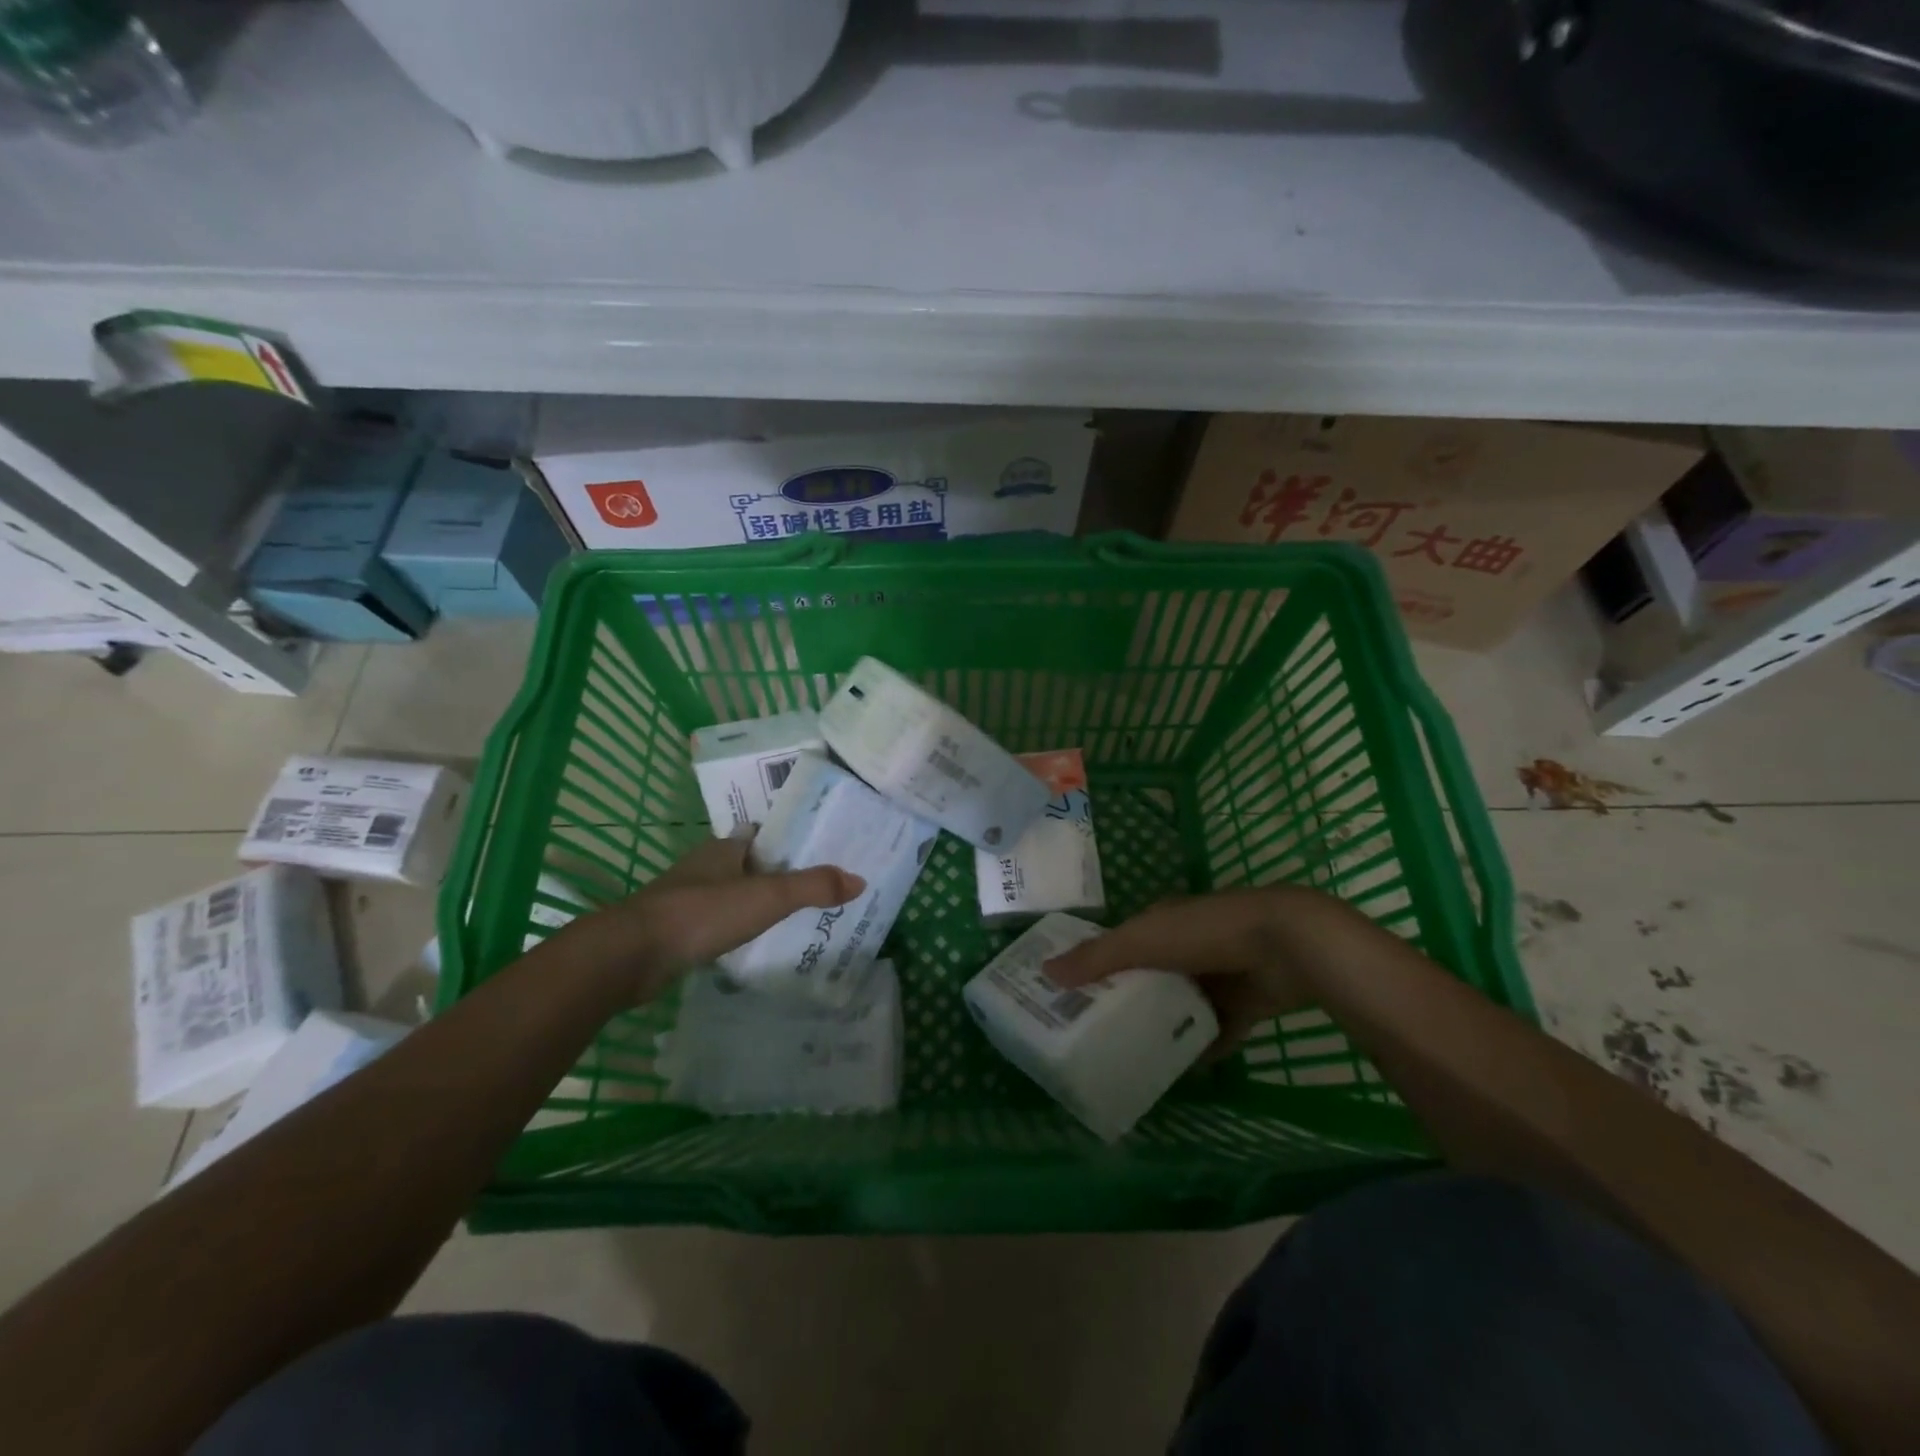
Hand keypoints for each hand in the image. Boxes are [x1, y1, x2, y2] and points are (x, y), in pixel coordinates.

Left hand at [560, 835, 864, 1001]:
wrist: (633, 954)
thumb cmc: (703, 912)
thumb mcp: (768, 897)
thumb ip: (813, 887)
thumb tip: (859, 880)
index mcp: (725, 848)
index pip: (760, 833)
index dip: (786, 837)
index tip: (815, 846)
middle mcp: (704, 867)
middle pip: (746, 863)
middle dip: (775, 870)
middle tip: (813, 884)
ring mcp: (685, 898)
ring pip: (729, 892)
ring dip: (754, 900)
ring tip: (792, 914)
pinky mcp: (675, 930)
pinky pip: (715, 921)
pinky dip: (735, 926)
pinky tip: (753, 941)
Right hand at [1042, 888, 1330, 1055]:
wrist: (1286, 945)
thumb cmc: (1204, 933)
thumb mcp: (1141, 941)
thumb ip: (1097, 957)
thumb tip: (1044, 971)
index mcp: (1164, 920)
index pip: (1123, 941)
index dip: (1099, 963)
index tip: (1074, 993)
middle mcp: (1190, 943)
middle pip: (1152, 975)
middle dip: (1130, 999)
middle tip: (1098, 1033)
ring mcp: (1221, 973)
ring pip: (1184, 1004)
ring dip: (1166, 1025)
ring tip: (1133, 1057)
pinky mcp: (1247, 1003)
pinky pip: (1218, 1030)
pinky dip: (1202, 1048)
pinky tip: (1181, 1073)